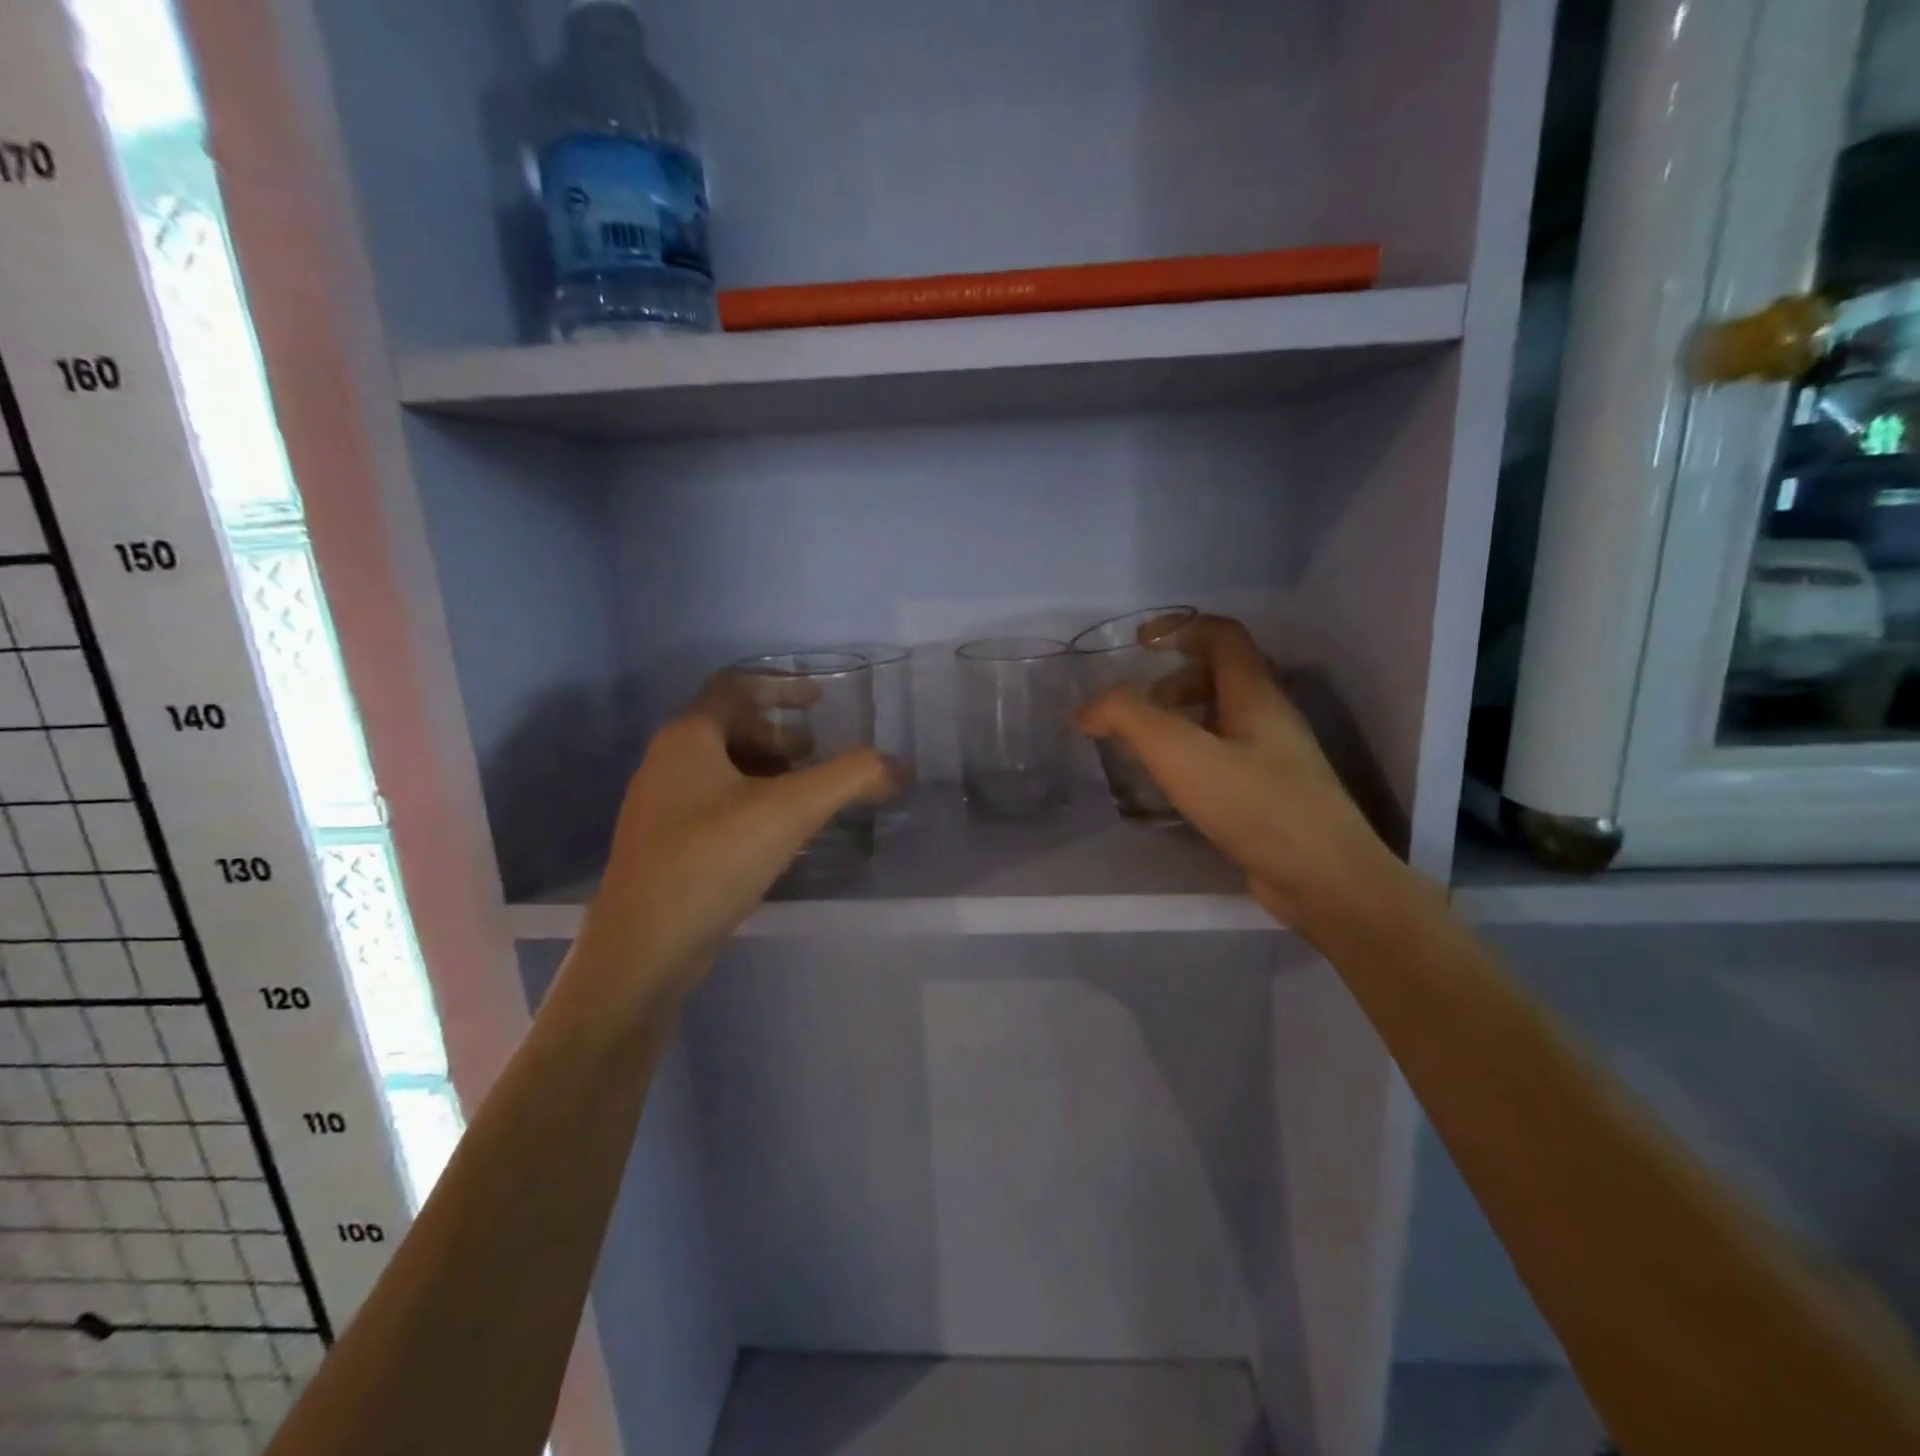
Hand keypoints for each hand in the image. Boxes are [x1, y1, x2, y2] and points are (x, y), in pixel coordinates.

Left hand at [572, 677, 896, 1012]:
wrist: (641, 951)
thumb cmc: (711, 862)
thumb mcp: (790, 811)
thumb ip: (850, 779)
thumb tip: (899, 766)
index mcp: (688, 738)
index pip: (736, 687)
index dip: (782, 686)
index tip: (821, 700)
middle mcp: (667, 763)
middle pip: (730, 727)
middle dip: (779, 735)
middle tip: (818, 753)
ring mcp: (661, 807)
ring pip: (723, 769)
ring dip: (768, 770)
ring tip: (806, 794)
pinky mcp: (665, 846)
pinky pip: (715, 804)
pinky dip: (752, 802)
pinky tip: (778, 834)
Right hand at [1076, 614, 1400, 932]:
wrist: (1323, 878)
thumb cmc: (1254, 804)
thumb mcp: (1180, 753)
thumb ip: (1129, 718)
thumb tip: (1087, 708)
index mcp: (1255, 693)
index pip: (1221, 634)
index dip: (1179, 627)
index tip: (1139, 645)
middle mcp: (1269, 716)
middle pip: (1220, 674)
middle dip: (1172, 682)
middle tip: (1138, 710)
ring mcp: (1274, 756)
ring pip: (1222, 717)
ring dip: (1180, 720)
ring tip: (1146, 749)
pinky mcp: (1270, 793)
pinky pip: (1225, 754)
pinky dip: (1192, 755)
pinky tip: (1172, 785)